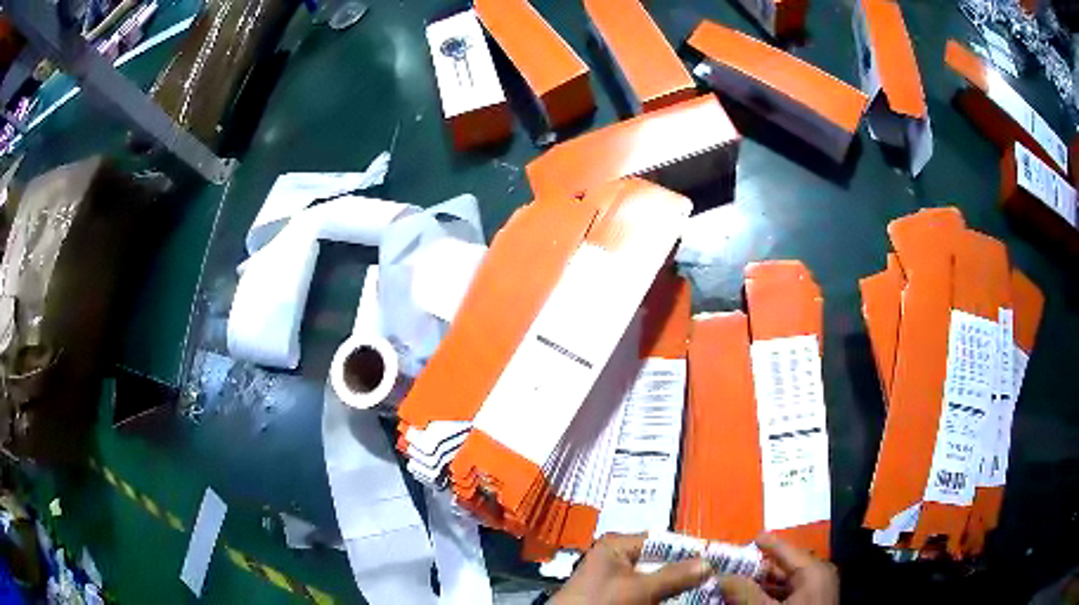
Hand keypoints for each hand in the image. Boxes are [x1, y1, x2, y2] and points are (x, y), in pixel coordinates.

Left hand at [551, 532, 711, 604]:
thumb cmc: (600, 602)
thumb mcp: (640, 588)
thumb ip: (674, 575)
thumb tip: (709, 562)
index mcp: (617, 545)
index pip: (663, 540)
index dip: (690, 548)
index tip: (718, 556)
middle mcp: (617, 556)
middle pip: (661, 559)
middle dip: (686, 568)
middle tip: (714, 573)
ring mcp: (617, 577)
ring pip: (657, 576)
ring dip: (677, 582)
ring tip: (705, 584)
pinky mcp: (618, 594)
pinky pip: (647, 590)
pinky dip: (664, 593)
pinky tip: (682, 596)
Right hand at [718, 534, 837, 603]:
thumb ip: (746, 593)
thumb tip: (723, 576)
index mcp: (813, 570)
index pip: (787, 551)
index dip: (767, 545)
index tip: (752, 537)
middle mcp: (819, 575)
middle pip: (785, 567)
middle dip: (760, 569)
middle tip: (736, 568)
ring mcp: (818, 590)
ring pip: (787, 582)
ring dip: (764, 585)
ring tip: (740, 585)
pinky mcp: (814, 602)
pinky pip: (792, 593)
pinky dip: (773, 595)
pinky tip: (755, 599)